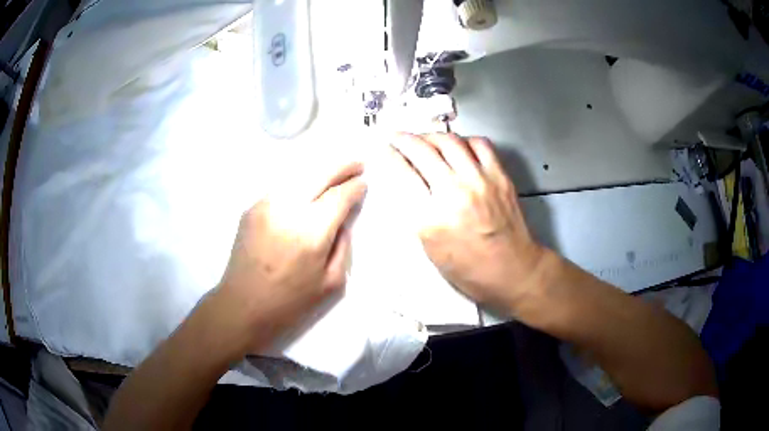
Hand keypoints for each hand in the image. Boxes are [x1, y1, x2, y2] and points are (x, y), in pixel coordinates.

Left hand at [209, 158, 366, 354]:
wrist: (242, 305)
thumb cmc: (290, 302)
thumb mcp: (332, 283)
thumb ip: (343, 246)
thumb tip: (342, 220)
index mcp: (311, 232)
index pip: (339, 197)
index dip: (354, 187)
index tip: (364, 183)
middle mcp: (288, 209)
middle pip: (319, 174)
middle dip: (341, 166)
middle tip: (357, 163)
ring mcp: (266, 204)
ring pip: (299, 174)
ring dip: (320, 170)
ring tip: (335, 170)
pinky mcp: (252, 207)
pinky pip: (282, 187)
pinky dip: (299, 182)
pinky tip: (307, 187)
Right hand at [389, 133, 549, 312]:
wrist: (512, 271)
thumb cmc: (468, 269)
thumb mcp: (431, 248)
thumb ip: (416, 212)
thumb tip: (406, 182)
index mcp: (432, 218)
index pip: (403, 174)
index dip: (390, 156)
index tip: (384, 150)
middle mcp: (455, 192)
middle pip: (423, 150)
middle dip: (404, 139)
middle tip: (397, 138)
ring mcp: (481, 181)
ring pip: (450, 140)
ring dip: (431, 136)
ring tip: (425, 140)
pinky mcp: (500, 176)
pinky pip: (480, 144)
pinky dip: (464, 140)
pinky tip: (458, 147)